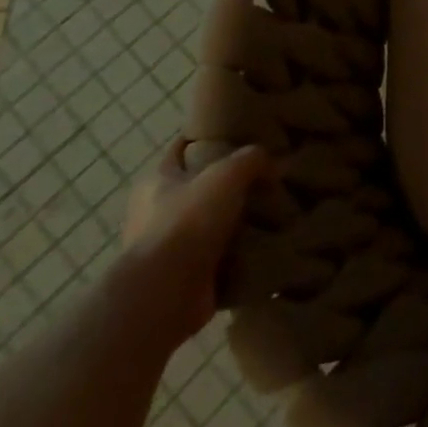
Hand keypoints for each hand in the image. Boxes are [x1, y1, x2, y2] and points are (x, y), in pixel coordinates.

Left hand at [119, 139, 268, 349]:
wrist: (165, 295)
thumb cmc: (187, 222)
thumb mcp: (227, 174)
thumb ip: (251, 159)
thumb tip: (273, 162)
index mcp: (156, 181)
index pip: (181, 148)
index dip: (206, 137)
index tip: (238, 132)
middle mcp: (154, 213)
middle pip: (197, 187)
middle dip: (227, 183)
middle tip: (265, 174)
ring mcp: (168, 249)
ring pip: (209, 224)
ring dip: (234, 221)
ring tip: (272, 209)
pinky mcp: (184, 279)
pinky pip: (217, 257)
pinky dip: (237, 253)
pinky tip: (265, 243)